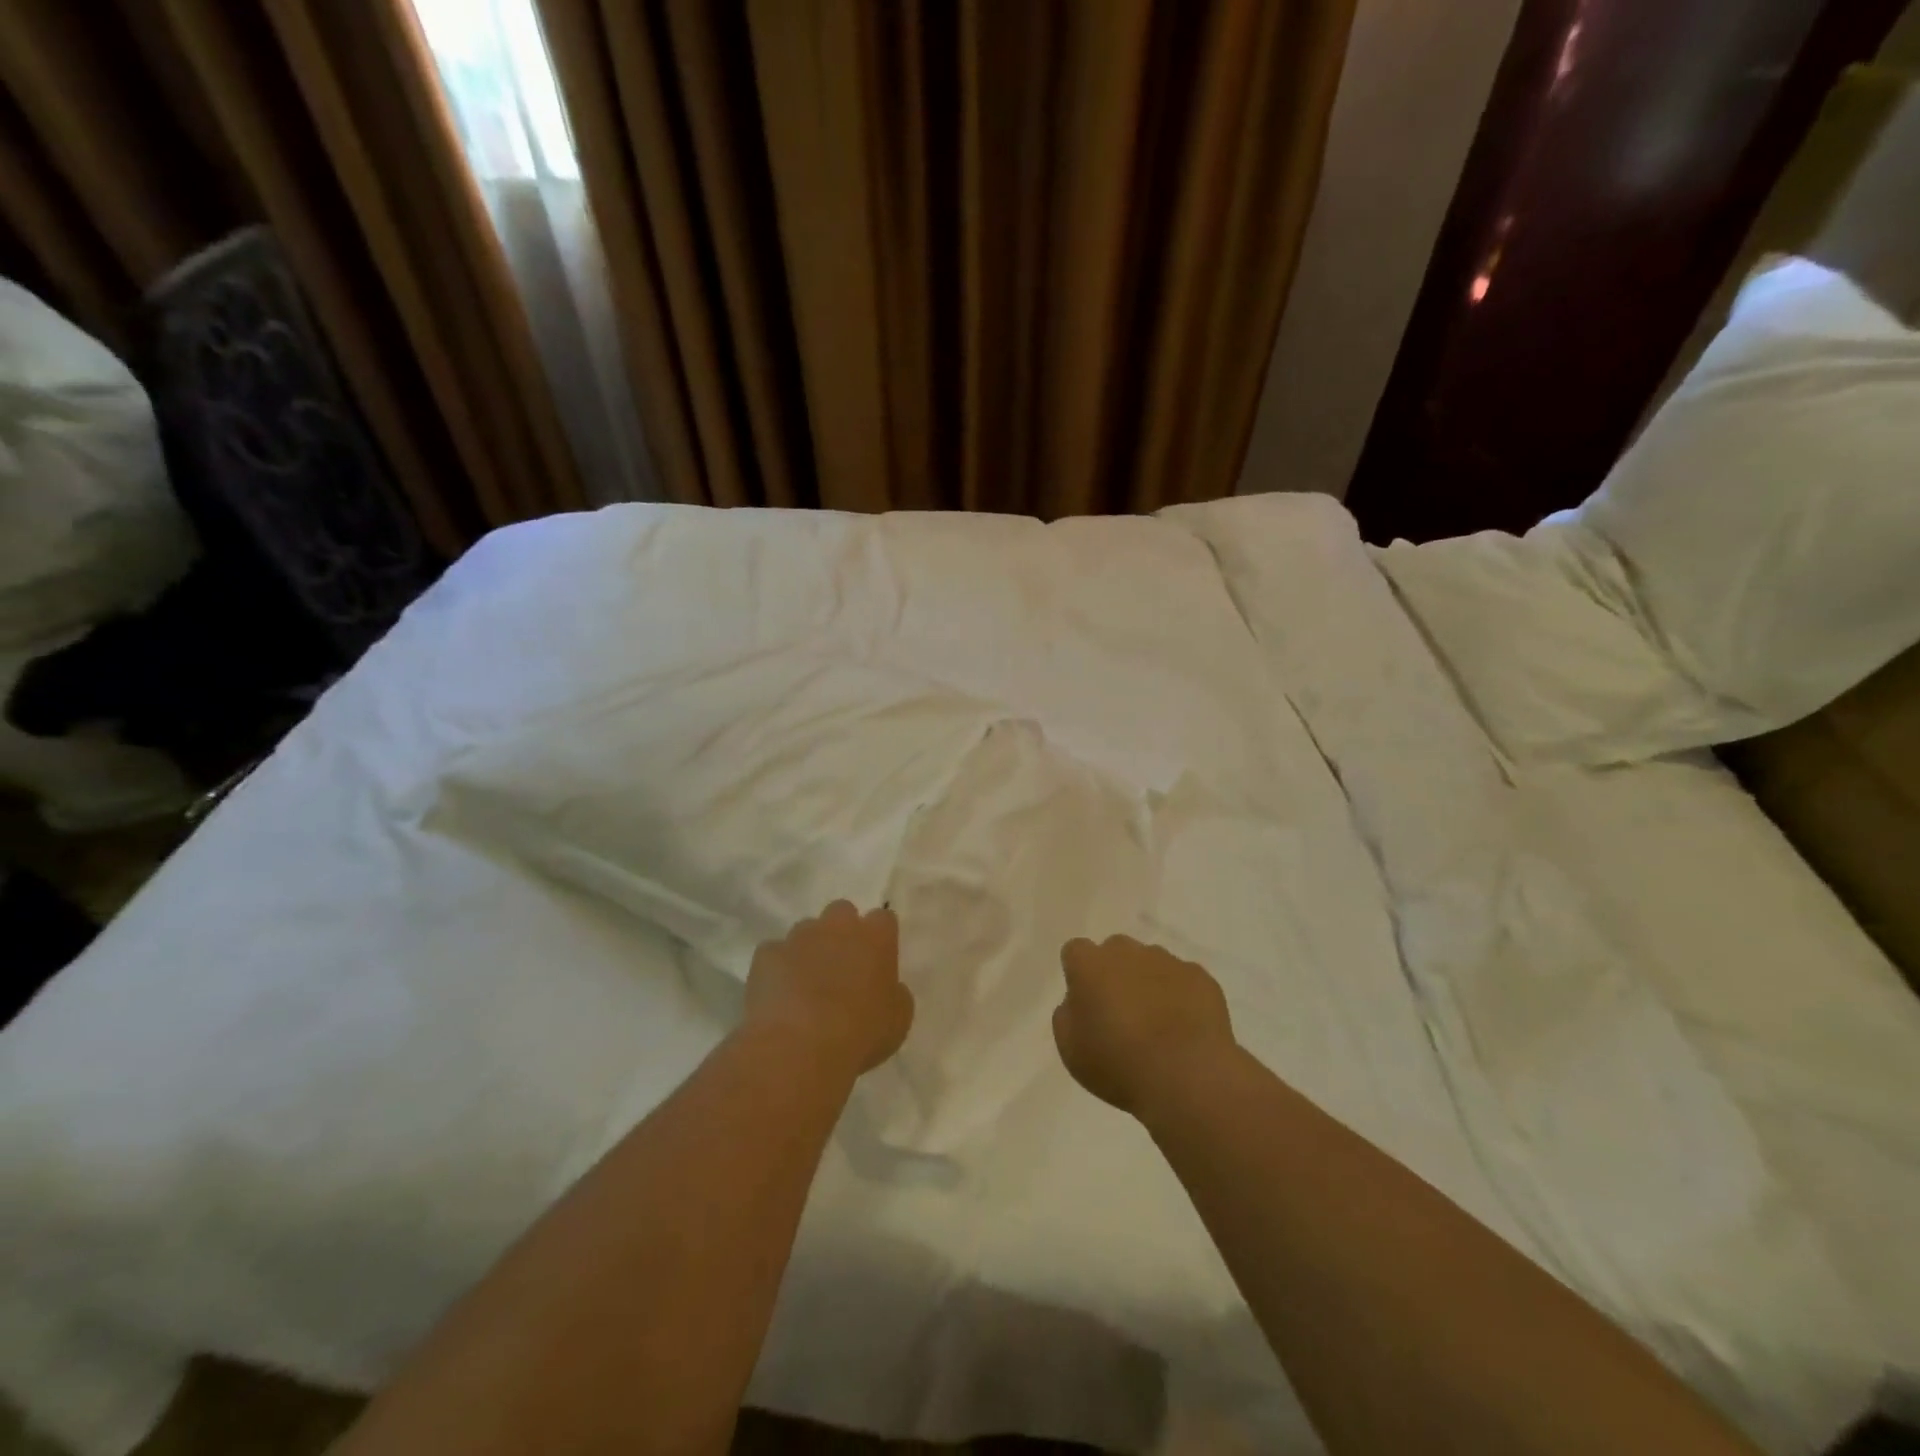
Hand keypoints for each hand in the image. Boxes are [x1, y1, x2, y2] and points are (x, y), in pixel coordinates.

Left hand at [744, 902, 913, 1078]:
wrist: (798, 1047)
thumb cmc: (859, 1034)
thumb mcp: (897, 1021)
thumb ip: (895, 994)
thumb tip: (888, 988)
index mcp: (875, 938)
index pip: (883, 919)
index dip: (880, 939)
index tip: (877, 961)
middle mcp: (838, 926)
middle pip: (842, 912)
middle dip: (842, 932)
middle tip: (842, 966)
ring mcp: (799, 936)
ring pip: (806, 930)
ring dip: (809, 948)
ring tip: (806, 983)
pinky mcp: (767, 954)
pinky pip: (775, 953)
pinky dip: (778, 968)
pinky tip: (779, 995)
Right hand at [1053, 935, 1235, 1115]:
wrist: (1187, 1076)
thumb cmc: (1118, 1063)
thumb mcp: (1070, 1048)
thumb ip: (1068, 1015)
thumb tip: (1079, 1001)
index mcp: (1090, 964)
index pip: (1076, 951)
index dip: (1079, 975)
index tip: (1087, 1003)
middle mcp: (1127, 951)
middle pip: (1115, 951)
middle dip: (1115, 973)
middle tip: (1120, 1013)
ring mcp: (1167, 960)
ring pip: (1151, 963)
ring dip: (1149, 983)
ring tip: (1158, 1026)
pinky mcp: (1200, 977)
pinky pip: (1183, 980)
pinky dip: (1181, 997)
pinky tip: (1184, 1030)